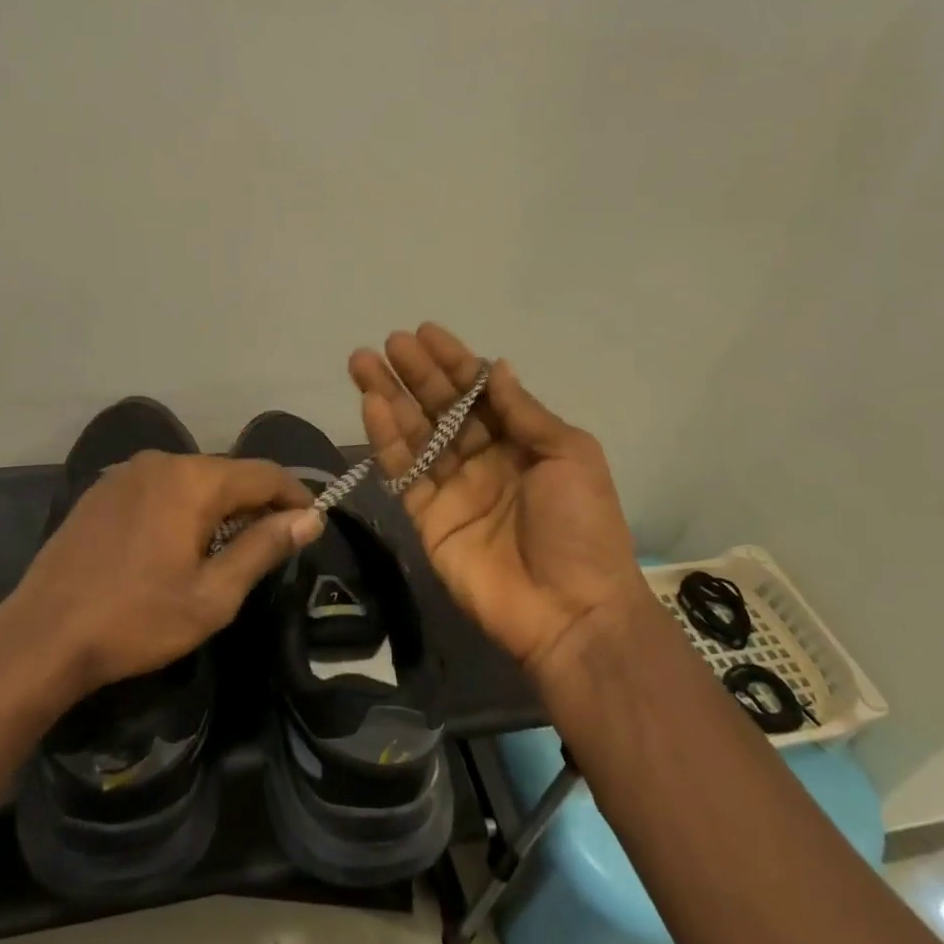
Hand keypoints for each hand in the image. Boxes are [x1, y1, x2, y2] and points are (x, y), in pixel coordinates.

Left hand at [0, 453, 320, 702]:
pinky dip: (180, 506)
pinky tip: (174, 544)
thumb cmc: (137, 620)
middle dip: (255, 503)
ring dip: (217, 506)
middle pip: (228, 472)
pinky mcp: (102, 490)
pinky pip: (159, 487)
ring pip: (192, 479)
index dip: (295, 495)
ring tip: (223, 549)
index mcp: (193, 480)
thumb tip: (310, 518)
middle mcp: (162, 461)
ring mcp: (126, 473)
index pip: (264, 473)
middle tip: (269, 544)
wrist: (41, 637)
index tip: (311, 523)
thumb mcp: (213, 595)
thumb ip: (264, 547)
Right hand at [350, 323, 643, 685]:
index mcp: (521, 441)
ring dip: (389, 397)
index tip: (425, 332)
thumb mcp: (570, 455)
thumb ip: (525, 412)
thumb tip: (496, 366)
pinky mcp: (427, 517)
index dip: (452, 361)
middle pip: (441, 407)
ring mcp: (452, 488)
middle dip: (415, 373)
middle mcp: (483, 458)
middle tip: (387, 342)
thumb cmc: (581, 526)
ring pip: (415, 433)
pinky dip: (386, 439)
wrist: (571, 612)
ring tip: (362, 363)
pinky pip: (403, 472)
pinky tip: (372, 406)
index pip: (479, 391)